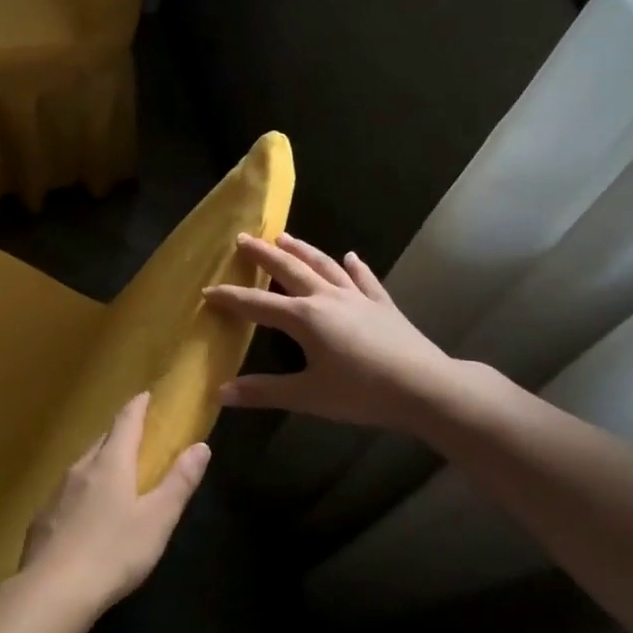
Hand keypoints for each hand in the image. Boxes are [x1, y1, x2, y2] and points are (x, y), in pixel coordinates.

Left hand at [18, 392, 209, 616]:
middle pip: (101, 440)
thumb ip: (179, 482)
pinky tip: (85, 512)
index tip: (145, 395)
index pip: (126, 422)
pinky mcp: (42, 518)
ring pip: (82, 465)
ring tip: (112, 471)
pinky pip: (66, 492)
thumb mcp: (158, 519)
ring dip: (98, 462)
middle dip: (118, 433)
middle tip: (134, 435)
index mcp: (111, 463)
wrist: (52, 591)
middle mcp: (81, 468)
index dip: (138, 406)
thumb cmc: (114, 552)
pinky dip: (81, 490)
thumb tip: (201, 445)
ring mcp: (57, 492)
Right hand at [203, 233, 455, 436]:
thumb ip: (263, 392)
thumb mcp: (307, 396)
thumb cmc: (361, 392)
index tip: (208, 290)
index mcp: (304, 318)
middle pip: (290, 270)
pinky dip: (355, 267)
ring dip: (303, 250)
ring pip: (324, 266)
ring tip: (284, 236)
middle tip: (244, 239)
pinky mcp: (383, 305)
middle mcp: (327, 298)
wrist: (424, 387)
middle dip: (264, 255)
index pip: (257, 305)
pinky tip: (351, 257)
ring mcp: (357, 298)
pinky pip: (365, 280)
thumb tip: (220, 394)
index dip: (231, 298)